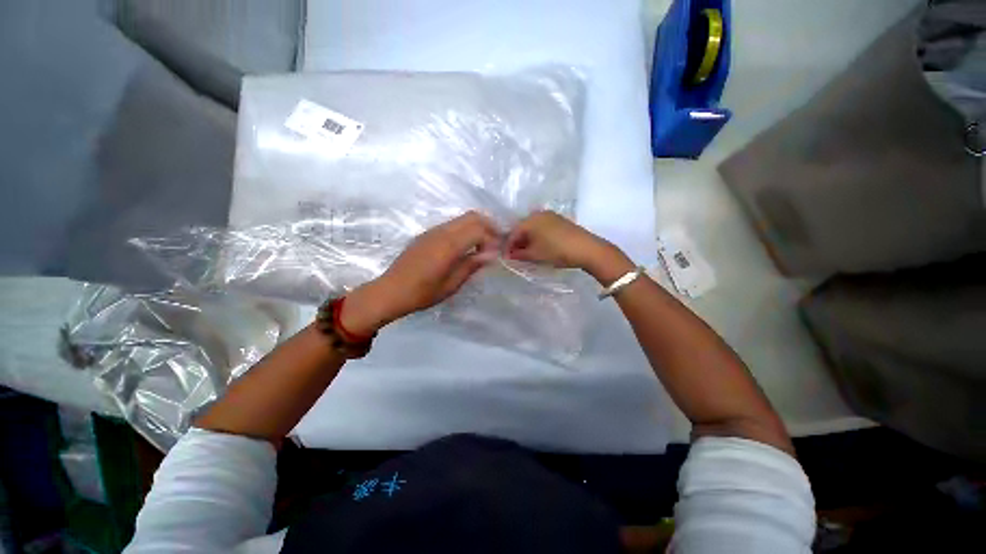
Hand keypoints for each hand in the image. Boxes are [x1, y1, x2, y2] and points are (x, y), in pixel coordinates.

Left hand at [342, 211, 500, 334]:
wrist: (391, 291)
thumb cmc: (423, 293)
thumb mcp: (452, 284)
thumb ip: (472, 265)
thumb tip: (492, 254)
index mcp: (449, 245)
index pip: (479, 230)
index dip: (493, 238)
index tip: (498, 253)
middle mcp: (442, 232)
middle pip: (472, 217)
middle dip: (488, 226)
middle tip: (495, 243)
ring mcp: (433, 231)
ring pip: (462, 219)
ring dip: (477, 227)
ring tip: (483, 245)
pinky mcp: (427, 234)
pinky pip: (452, 225)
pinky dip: (464, 230)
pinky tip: (465, 247)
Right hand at [505, 211, 631, 281]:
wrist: (586, 249)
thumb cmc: (556, 251)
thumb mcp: (535, 255)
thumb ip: (519, 254)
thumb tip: (509, 255)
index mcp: (530, 220)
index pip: (513, 233)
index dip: (508, 246)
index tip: (506, 258)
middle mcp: (539, 214)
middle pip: (522, 228)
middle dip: (518, 242)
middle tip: (516, 256)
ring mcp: (551, 216)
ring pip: (533, 228)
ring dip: (528, 240)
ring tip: (527, 253)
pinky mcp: (560, 220)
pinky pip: (542, 228)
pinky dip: (538, 237)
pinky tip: (539, 247)